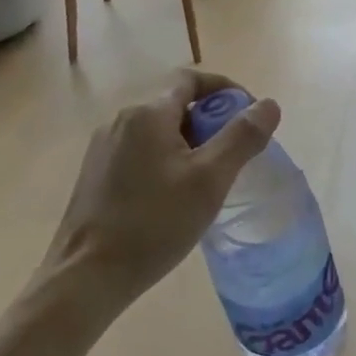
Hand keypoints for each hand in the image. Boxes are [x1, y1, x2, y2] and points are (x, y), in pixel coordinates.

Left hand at [43, 70, 279, 312]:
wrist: (86, 276)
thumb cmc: (153, 223)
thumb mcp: (209, 180)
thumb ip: (242, 137)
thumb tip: (268, 105)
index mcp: (147, 114)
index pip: (191, 79)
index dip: (225, 89)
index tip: (249, 116)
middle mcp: (121, 121)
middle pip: (176, 105)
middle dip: (210, 122)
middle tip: (235, 157)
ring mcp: (103, 148)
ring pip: (158, 132)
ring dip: (189, 144)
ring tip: (209, 181)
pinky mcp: (95, 174)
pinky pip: (141, 152)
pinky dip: (166, 161)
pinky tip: (175, 197)